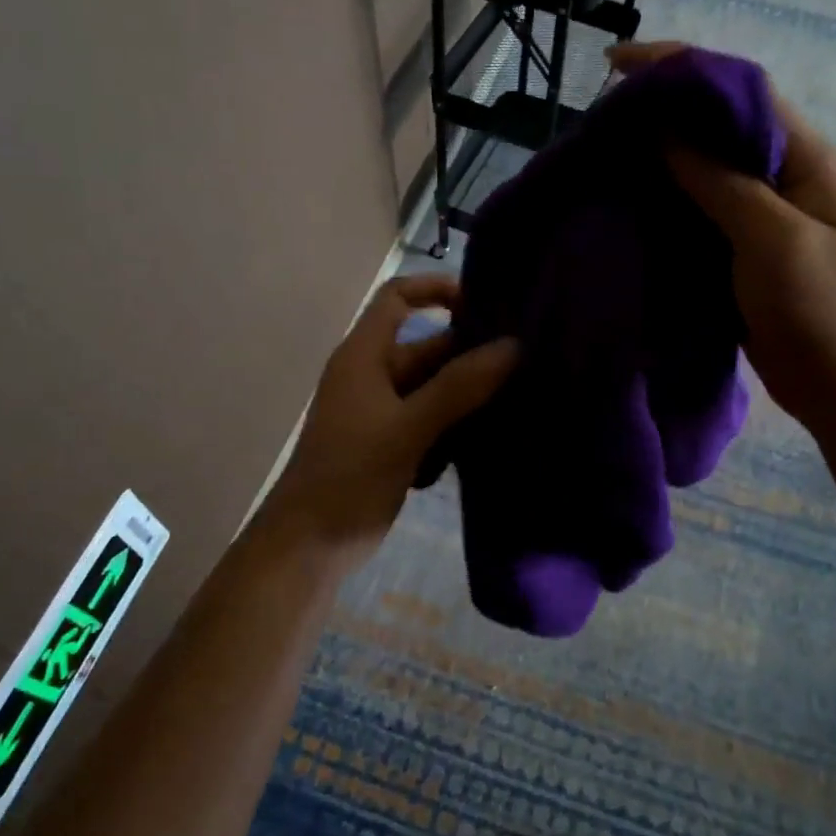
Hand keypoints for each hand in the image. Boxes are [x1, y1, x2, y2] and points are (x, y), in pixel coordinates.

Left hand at [264, 275, 517, 561]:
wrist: (309, 546)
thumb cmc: (350, 477)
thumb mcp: (408, 428)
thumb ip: (459, 387)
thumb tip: (513, 346)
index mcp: (364, 357)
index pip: (397, 299)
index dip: (435, 289)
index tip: (484, 303)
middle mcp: (372, 376)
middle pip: (426, 348)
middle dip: (470, 353)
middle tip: (526, 362)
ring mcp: (381, 412)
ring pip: (433, 387)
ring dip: (469, 391)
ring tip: (520, 395)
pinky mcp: (391, 444)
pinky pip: (431, 419)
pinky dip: (457, 423)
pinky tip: (492, 434)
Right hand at [609, 41, 835, 429]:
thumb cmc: (826, 312)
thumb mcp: (776, 240)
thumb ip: (722, 182)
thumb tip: (665, 129)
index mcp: (806, 159)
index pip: (741, 91)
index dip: (682, 67)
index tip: (619, 65)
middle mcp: (783, 177)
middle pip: (717, 126)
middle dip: (662, 112)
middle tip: (601, 117)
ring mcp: (761, 217)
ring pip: (702, 171)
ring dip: (657, 159)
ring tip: (603, 155)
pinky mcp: (741, 252)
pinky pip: (697, 214)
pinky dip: (663, 204)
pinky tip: (627, 205)